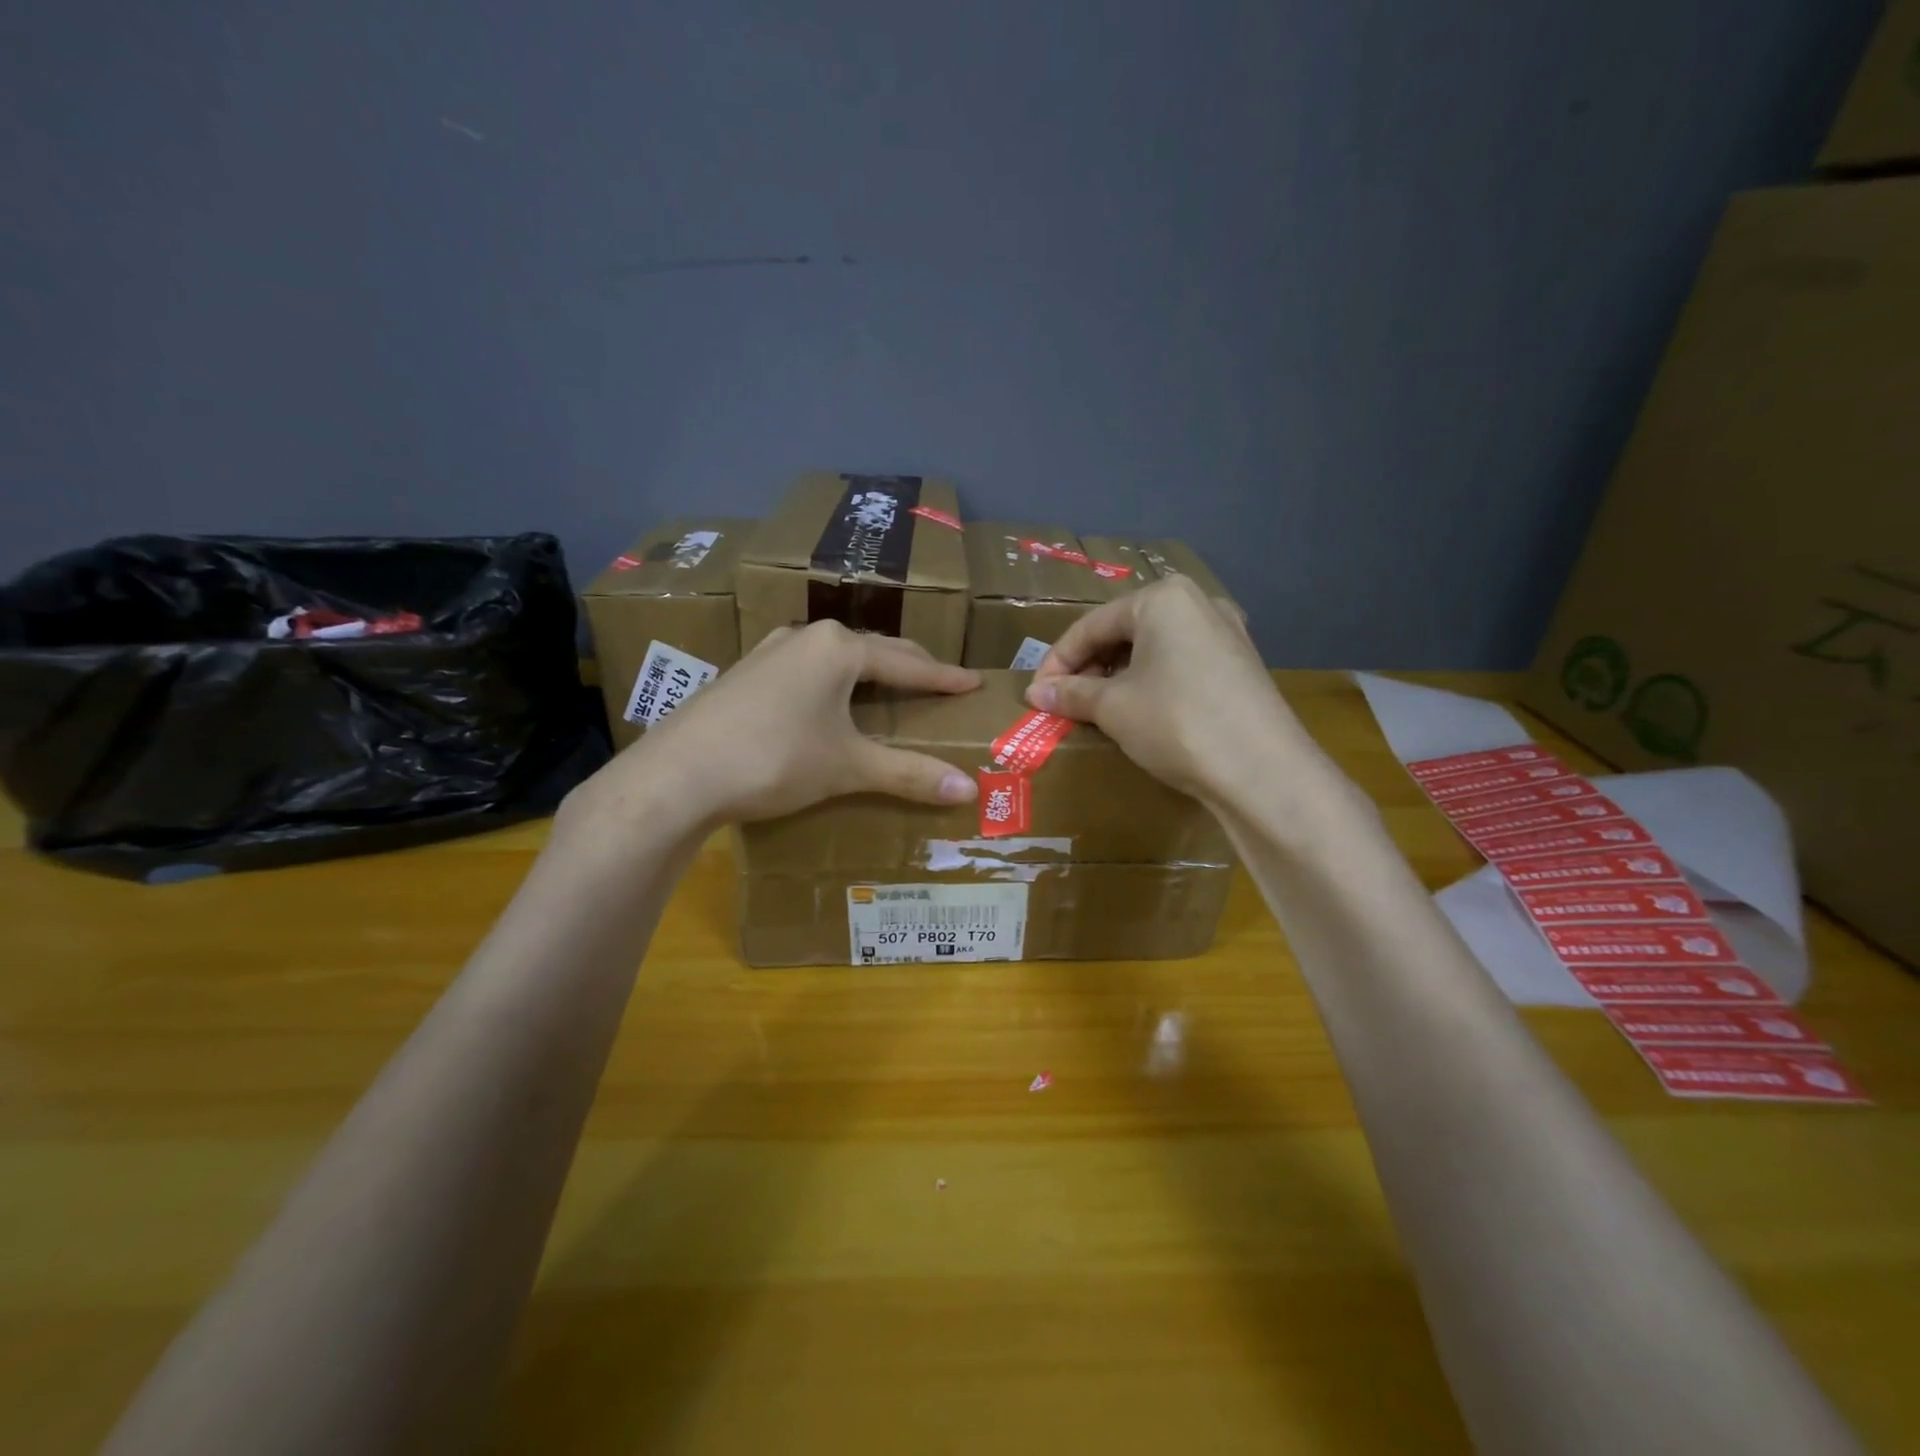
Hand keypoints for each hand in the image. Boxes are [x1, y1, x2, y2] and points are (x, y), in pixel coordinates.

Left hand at [574, 622, 981, 832]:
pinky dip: (833, 685)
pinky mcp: (745, 675)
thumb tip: (967, 788)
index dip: (944, 677)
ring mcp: (769, 653)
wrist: (676, 776)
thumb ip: (908, 773)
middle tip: (940, 685)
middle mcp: (805, 638)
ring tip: (891, 692)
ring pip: (836, 659)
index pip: (908, 663)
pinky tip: (829, 704)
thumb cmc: (773, 759)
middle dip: (910, 669)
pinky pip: (806, 672)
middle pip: (873, 652)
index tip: (974, 682)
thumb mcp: (847, 766)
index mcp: (838, 648)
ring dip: (868, 674)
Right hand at [1025, 576, 1310, 801]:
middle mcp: (1199, 604)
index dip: (1057, 662)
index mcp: (1163, 599)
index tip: (1036, 694)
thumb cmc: (1176, 723)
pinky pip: (1180, 665)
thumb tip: (1036, 694)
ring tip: (1096, 710)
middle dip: (1089, 668)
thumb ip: (1072, 694)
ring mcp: (1226, 634)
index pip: (1092, 626)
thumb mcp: (1114, 707)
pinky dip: (1151, 684)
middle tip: (1064, 703)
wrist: (1262, 771)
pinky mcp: (1241, 666)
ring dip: (1118, 678)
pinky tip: (1139, 713)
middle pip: (1124, 632)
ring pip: (1153, 650)